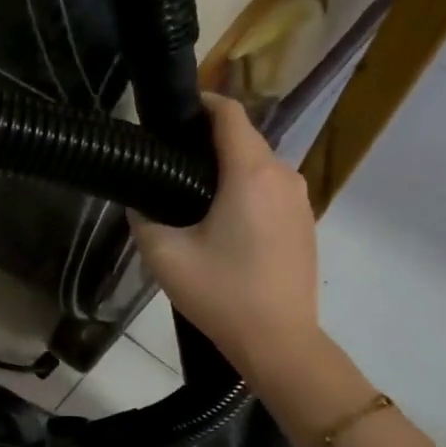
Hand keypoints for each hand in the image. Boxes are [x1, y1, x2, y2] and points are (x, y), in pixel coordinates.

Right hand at [131, 95, 319, 378]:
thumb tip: (140, 201)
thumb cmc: (221, 294)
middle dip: (209, 141)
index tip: (171, 116)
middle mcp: (282, 175)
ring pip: (259, 165)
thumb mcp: (164, 256)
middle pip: (244, 138)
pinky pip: (271, 189)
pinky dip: (247, 190)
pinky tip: (224, 222)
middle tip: (170, 162)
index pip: (229, 113)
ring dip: (228, 168)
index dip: (200, 104)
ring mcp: (300, 199)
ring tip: (192, 194)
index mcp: (250, 173)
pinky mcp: (305, 222)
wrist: (279, 342)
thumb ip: (144, 217)